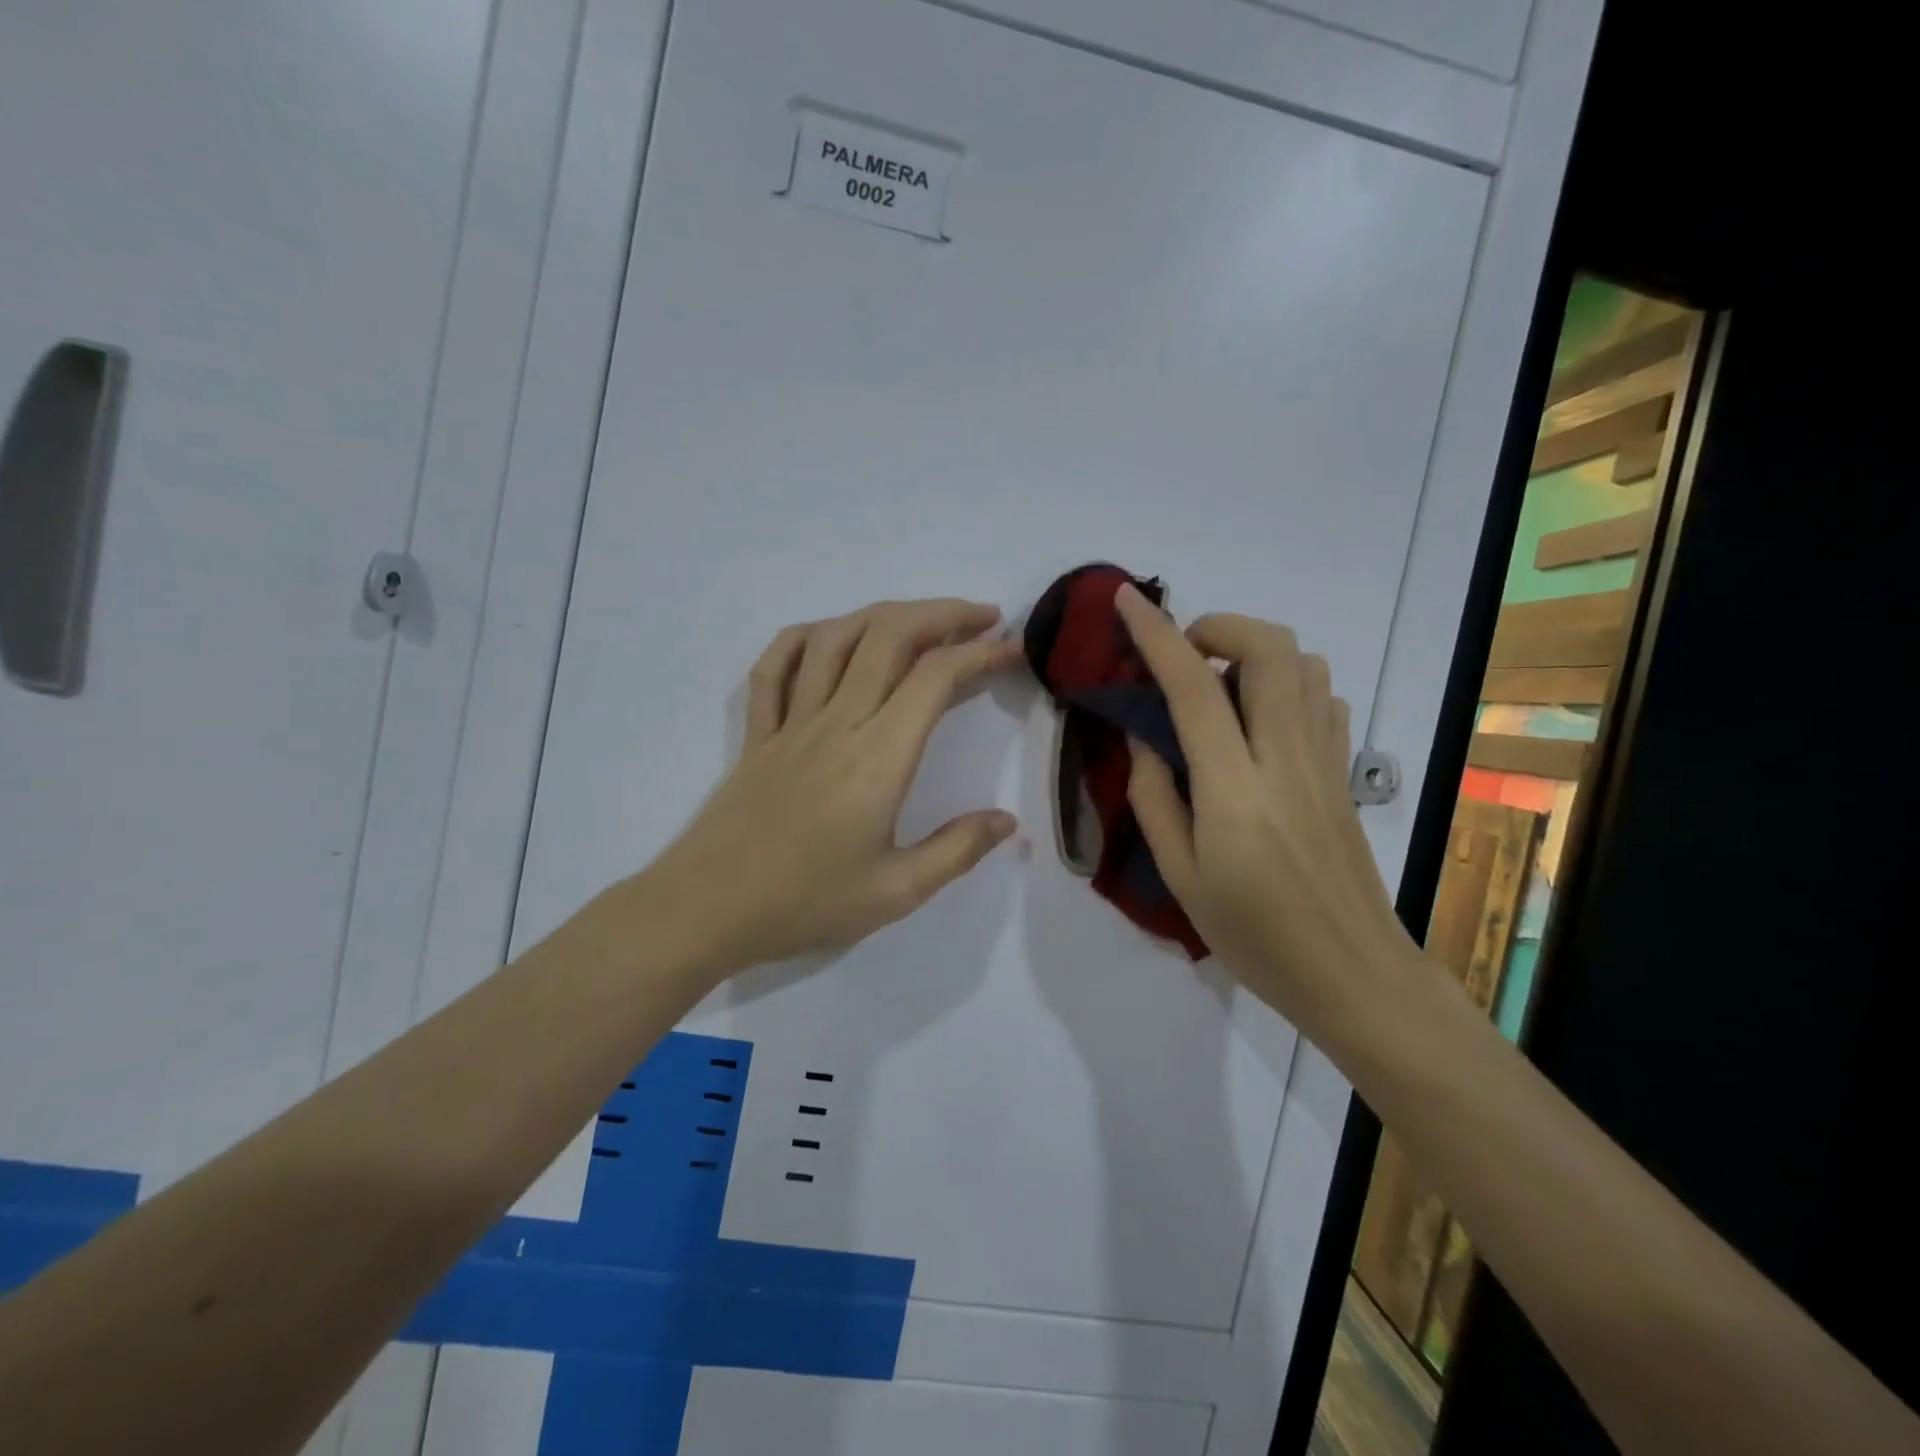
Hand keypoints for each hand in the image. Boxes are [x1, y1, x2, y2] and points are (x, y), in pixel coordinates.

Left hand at [645, 599, 1022, 977]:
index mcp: (877, 758)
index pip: (934, 678)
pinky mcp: (757, 733)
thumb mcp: (896, 892)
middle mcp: (836, 723)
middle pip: (888, 636)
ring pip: (835, 638)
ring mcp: (790, 722)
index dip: (979, 652)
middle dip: (942, 614)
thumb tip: (1006, 822)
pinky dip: (805, 637)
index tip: (1012, 650)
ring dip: (883, 614)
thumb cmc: (805, 903)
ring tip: (920, 620)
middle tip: (982, 617)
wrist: (707, 910)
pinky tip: (829, 636)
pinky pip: (775, 666)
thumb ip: (956, 851)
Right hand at [1112, 584, 1417, 1032]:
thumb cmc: (1253, 935)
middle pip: (1270, 649)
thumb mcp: (1180, 876)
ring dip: (1254, 654)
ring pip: (1304, 663)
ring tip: (1218, 688)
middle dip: (1220, 627)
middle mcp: (1285, 758)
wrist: (1352, 973)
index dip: (1156, 634)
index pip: (1192, 687)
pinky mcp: (1345, 772)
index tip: (1127, 601)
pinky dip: (1288, 684)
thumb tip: (1145, 737)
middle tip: (1183, 655)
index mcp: (1234, 789)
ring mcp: (1325, 761)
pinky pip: (1323, 698)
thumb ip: (1154, 797)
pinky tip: (1260, 720)